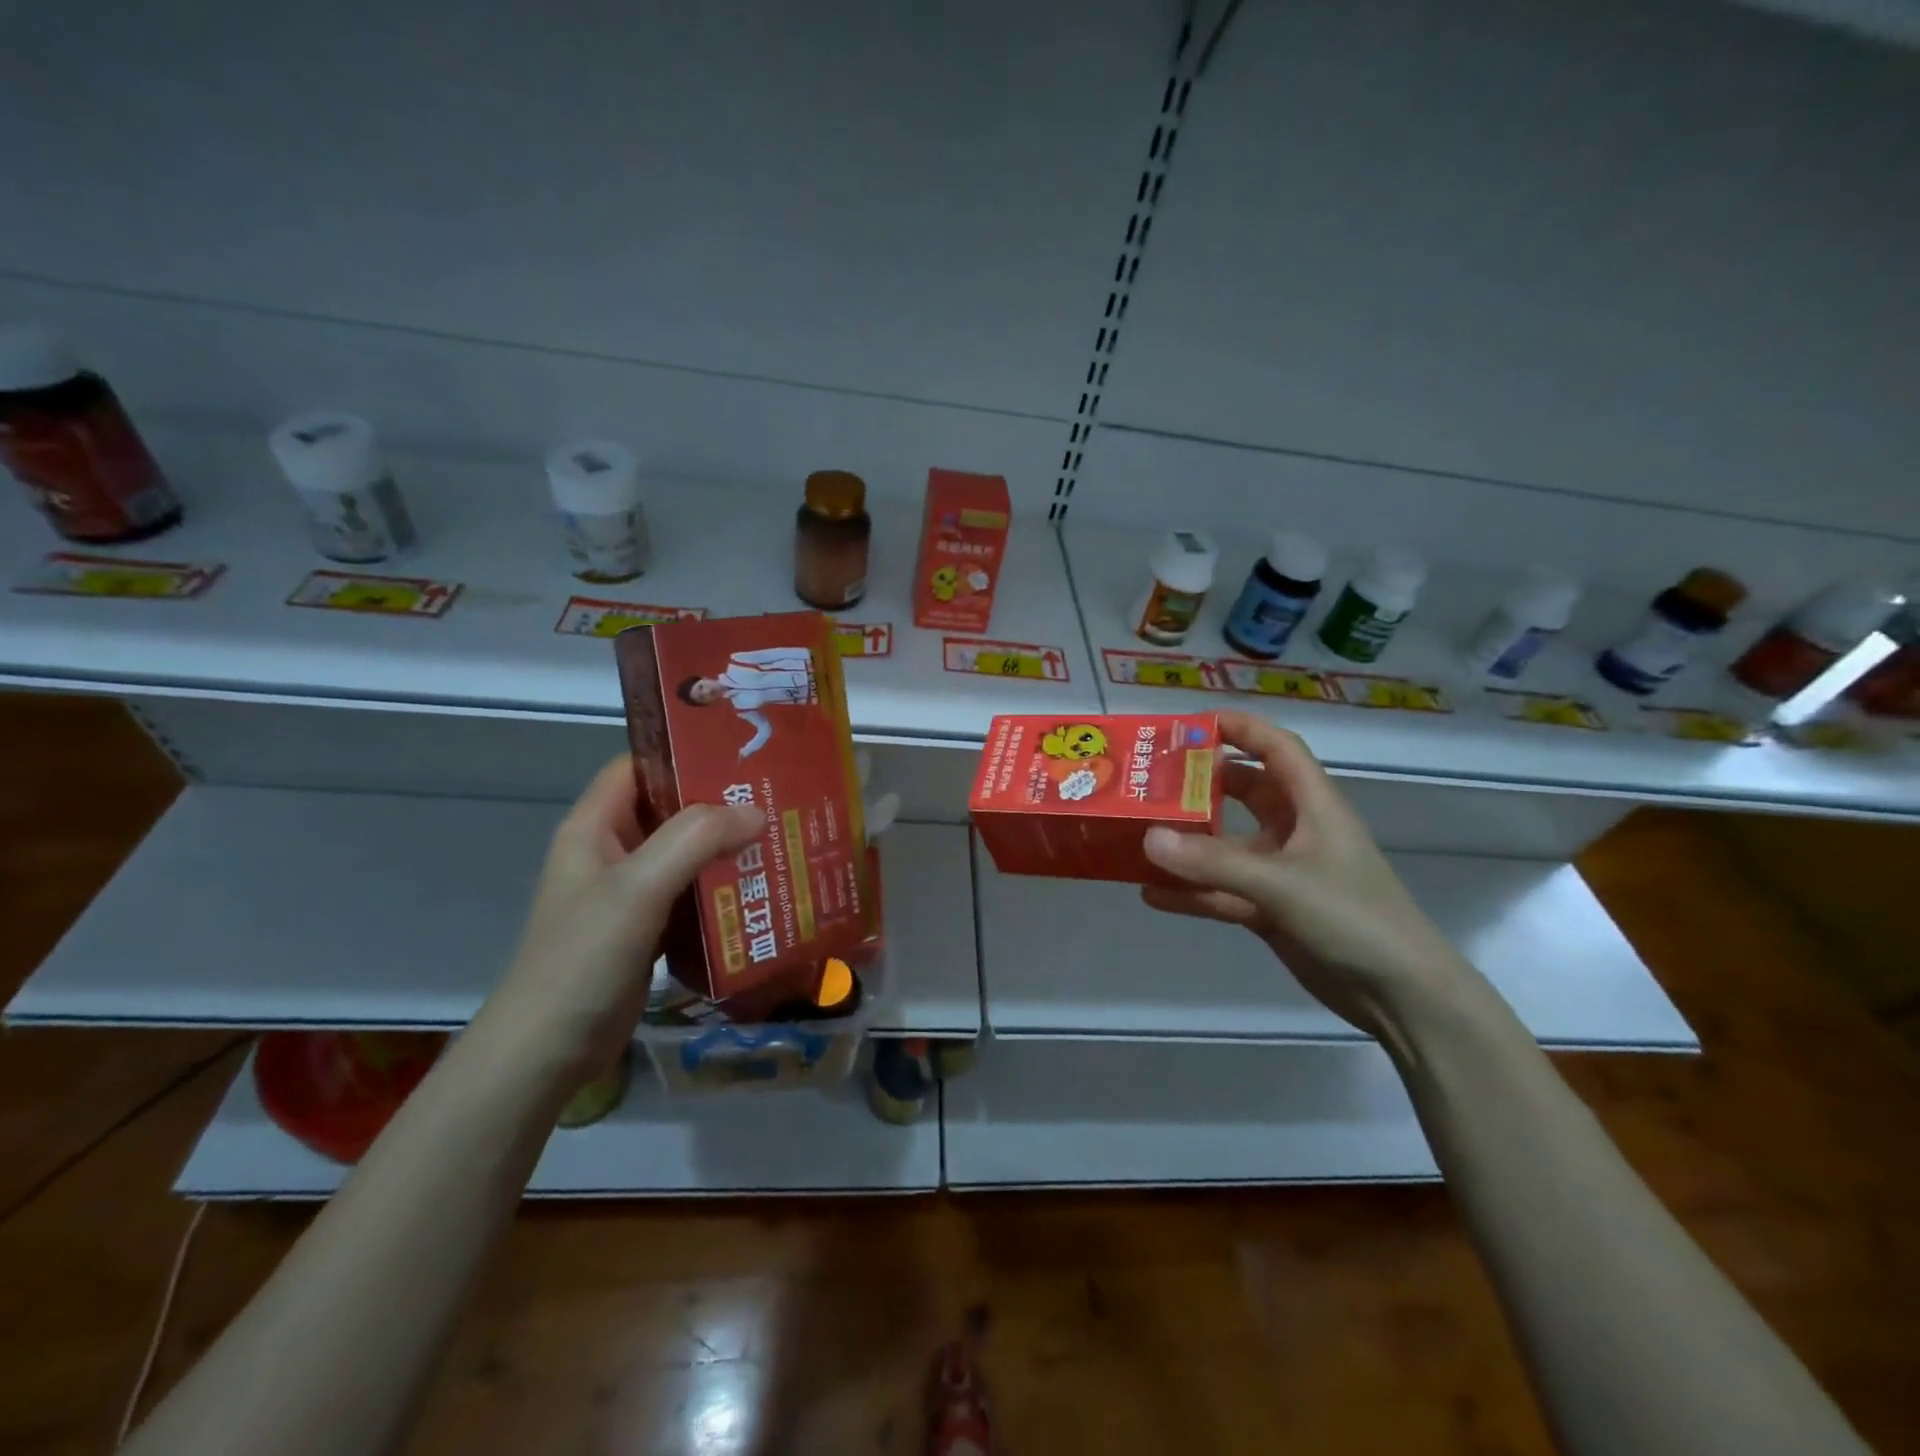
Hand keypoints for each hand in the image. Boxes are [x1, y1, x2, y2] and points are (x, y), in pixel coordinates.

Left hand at [478, 756, 761, 1083]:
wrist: (547, 1052)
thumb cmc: (583, 958)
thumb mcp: (637, 888)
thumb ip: (695, 841)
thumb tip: (757, 813)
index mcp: (595, 827)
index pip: (640, 766)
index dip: (684, 754)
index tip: (742, 753)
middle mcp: (612, 851)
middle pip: (670, 809)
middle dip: (721, 803)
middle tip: (777, 796)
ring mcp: (630, 893)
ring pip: (686, 853)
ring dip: (727, 847)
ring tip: (781, 835)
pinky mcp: (647, 928)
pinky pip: (691, 894)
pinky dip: (722, 888)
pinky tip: (761, 888)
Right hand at [1141, 711, 1482, 1036]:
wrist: (1400, 996)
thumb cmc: (1353, 919)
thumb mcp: (1282, 884)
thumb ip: (1214, 863)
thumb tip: (1149, 838)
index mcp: (1313, 806)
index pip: (1277, 749)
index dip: (1240, 728)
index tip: (1191, 724)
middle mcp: (1295, 831)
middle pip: (1244, 791)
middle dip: (1201, 782)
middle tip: (1152, 779)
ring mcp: (1282, 872)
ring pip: (1226, 845)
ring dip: (1188, 842)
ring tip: (1138, 834)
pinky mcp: (1271, 909)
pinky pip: (1222, 890)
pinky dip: (1190, 892)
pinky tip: (1150, 893)